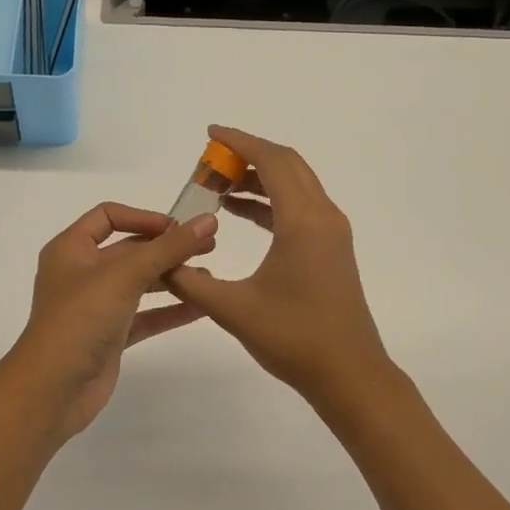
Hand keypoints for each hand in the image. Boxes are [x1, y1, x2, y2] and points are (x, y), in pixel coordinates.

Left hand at [9, 203, 218, 439]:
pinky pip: (144, 316)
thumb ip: (169, 247)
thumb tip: (208, 220)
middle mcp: (82, 273)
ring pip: (139, 283)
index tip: (178, 227)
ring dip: (172, 278)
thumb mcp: (125, 275)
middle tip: (209, 247)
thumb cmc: (81, 319)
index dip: (143, 217)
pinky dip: (170, 310)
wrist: (52, 391)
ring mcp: (95, 306)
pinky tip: (201, 307)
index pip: (108, 216)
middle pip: (129, 250)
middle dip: (167, 248)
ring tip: (208, 276)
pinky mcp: (109, 336)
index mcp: (71, 249)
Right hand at [165, 126, 395, 405]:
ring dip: (259, 178)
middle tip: (210, 162)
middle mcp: (323, 216)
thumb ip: (190, 281)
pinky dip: (270, 200)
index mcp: (303, 220)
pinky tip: (240, 213)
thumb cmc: (294, 338)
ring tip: (218, 186)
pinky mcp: (332, 247)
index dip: (239, 141)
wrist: (350, 374)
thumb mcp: (233, 309)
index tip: (210, 134)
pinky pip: (299, 206)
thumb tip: (159, 263)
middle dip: (248, 155)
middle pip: (286, 164)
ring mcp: (331, 231)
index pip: (271, 161)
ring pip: (295, 184)